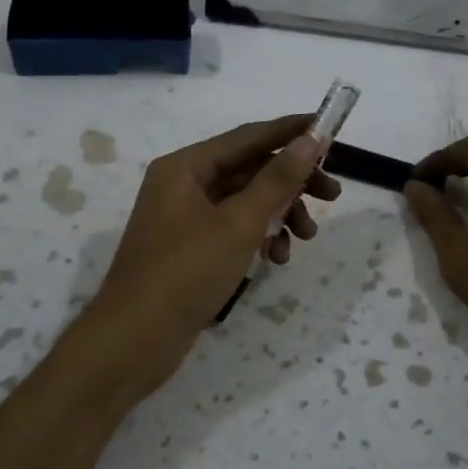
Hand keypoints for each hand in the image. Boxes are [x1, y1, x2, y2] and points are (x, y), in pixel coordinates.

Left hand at [88, 114, 339, 386]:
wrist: (135, 340)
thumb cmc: (186, 272)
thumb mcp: (239, 222)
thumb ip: (277, 180)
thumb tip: (309, 140)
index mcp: (186, 167)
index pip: (248, 137)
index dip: (290, 131)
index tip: (330, 129)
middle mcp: (182, 185)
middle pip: (248, 170)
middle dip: (291, 183)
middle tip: (332, 195)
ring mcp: (184, 219)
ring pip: (244, 203)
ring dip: (279, 214)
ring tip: (305, 238)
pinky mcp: (189, 250)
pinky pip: (232, 230)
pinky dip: (258, 238)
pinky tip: (276, 259)